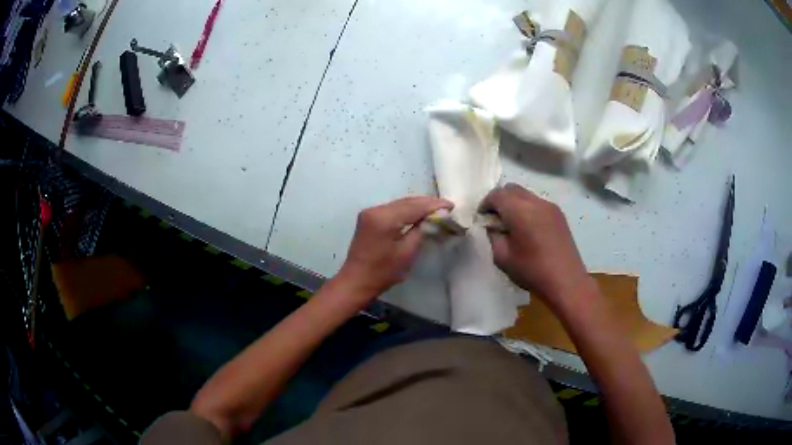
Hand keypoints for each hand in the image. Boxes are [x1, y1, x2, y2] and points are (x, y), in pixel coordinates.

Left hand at [337, 196, 452, 299]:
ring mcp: (370, 212)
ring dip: (417, 206)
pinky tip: (418, 214)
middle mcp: (375, 210)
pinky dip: (406, 211)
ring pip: (399, 204)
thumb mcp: (407, 252)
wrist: (356, 281)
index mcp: (384, 218)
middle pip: (406, 202)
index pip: (414, 206)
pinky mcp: (368, 218)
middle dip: (426, 203)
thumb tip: (434, 218)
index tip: (451, 205)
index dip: (434, 205)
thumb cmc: (383, 272)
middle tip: (446, 207)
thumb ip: (421, 230)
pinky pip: (392, 209)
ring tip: (436, 210)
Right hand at [480, 184, 591, 311]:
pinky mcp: (559, 214)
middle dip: (500, 200)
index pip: (496, 194)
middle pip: (511, 189)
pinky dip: (528, 209)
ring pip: (526, 194)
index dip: (485, 204)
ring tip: (513, 225)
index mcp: (519, 211)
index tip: (483, 220)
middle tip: (496, 220)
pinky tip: (529, 229)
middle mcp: (535, 202)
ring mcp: (550, 206)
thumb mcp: (502, 258)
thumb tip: (492, 226)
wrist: (566, 281)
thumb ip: (493, 236)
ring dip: (515, 203)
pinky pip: (538, 203)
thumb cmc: (532, 271)